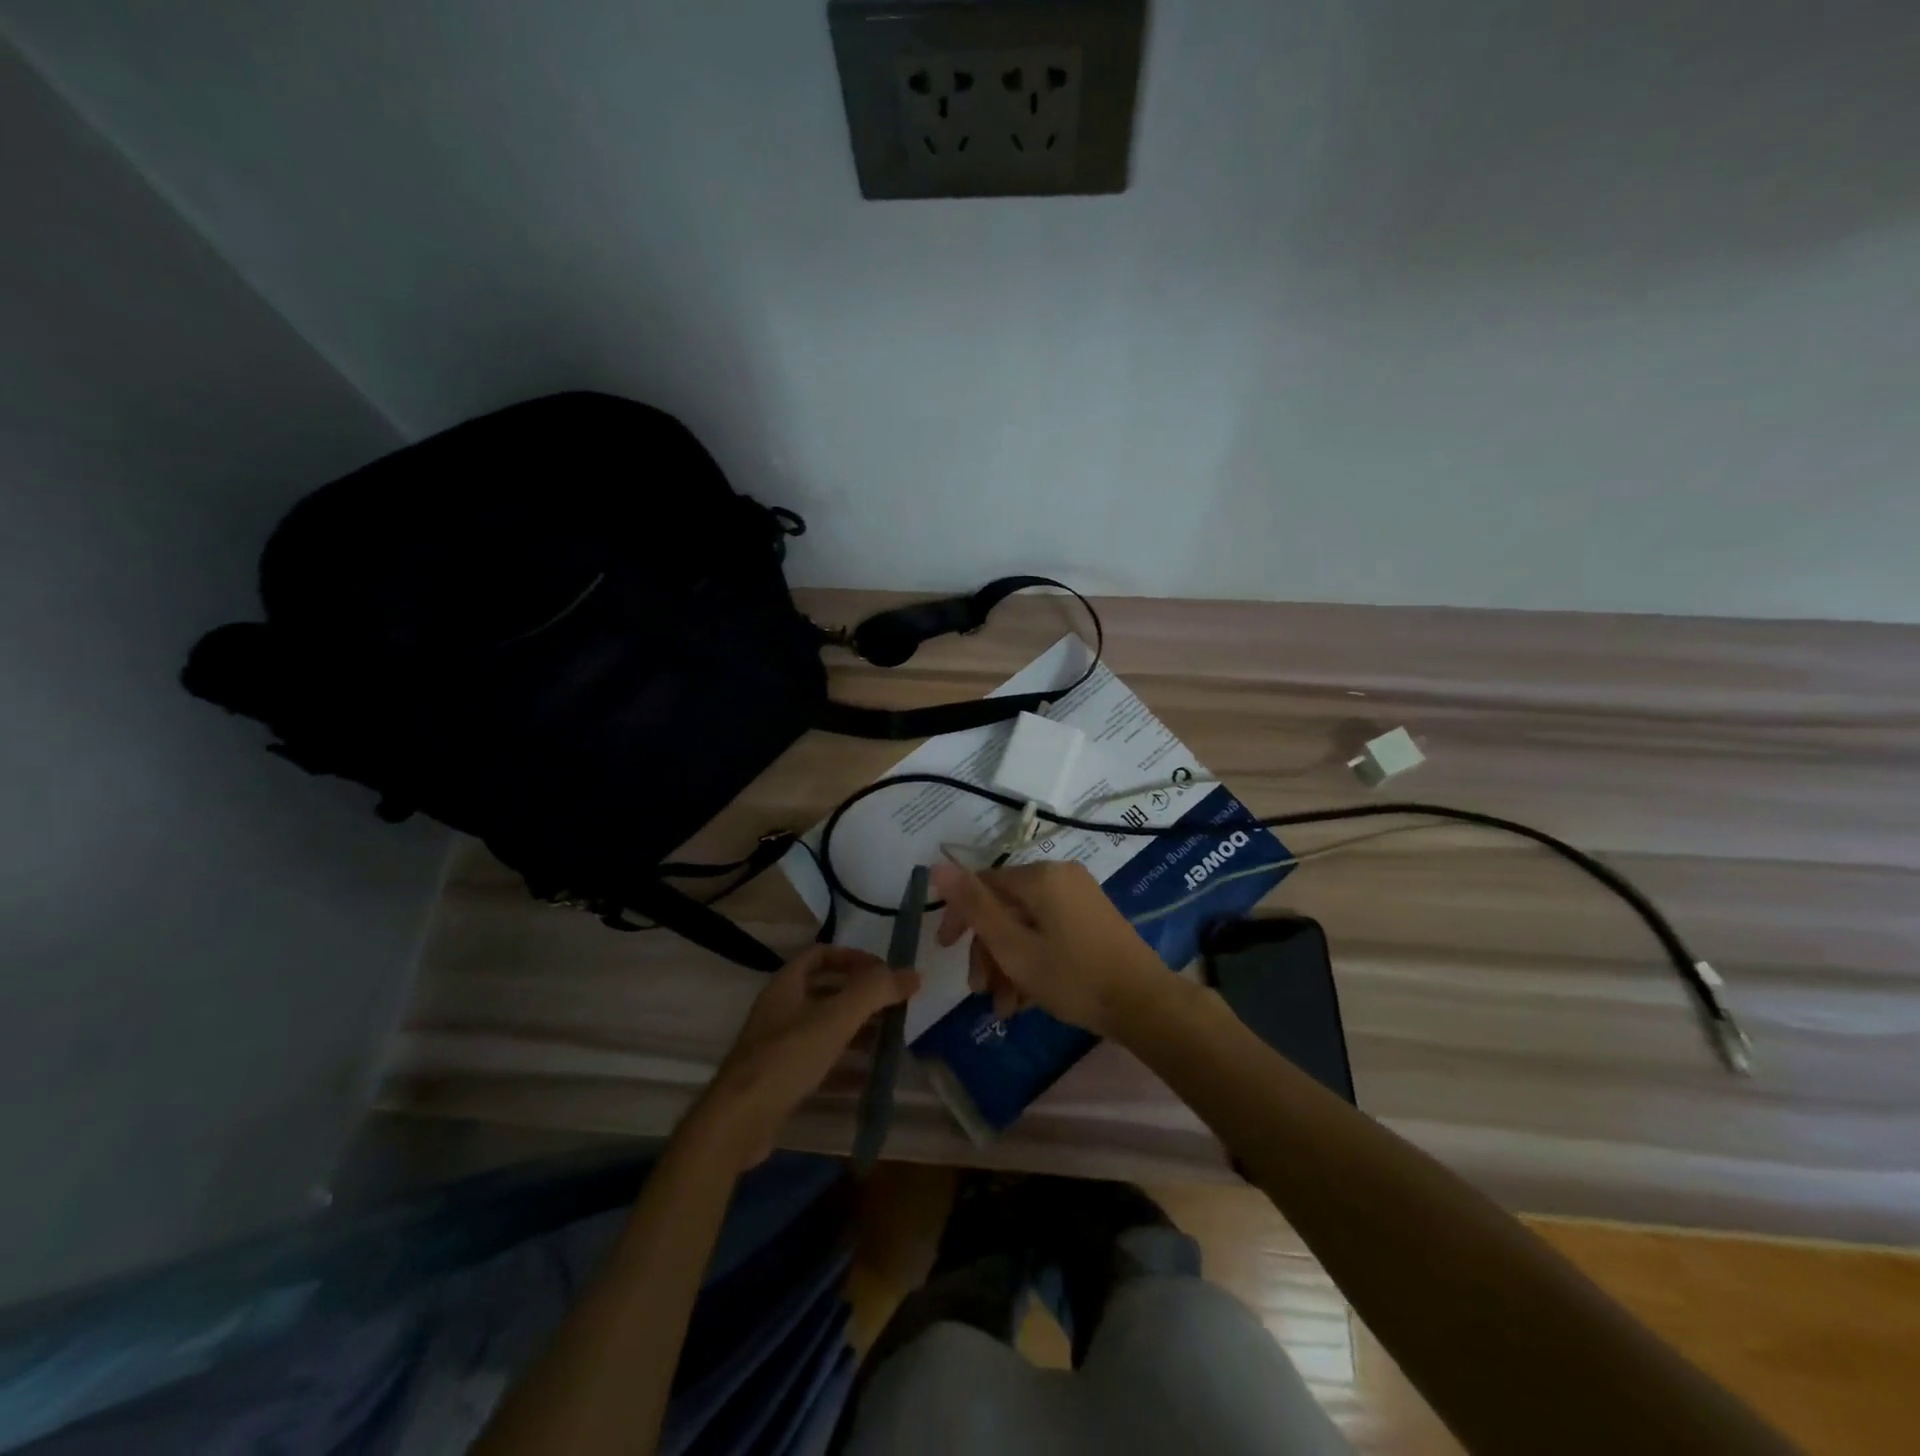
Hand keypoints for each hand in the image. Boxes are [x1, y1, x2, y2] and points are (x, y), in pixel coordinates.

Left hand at [685, 945, 918, 1170]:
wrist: (737, 1122)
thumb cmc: (787, 1057)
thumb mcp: (836, 1018)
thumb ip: (874, 992)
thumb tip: (913, 973)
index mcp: (786, 986)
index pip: (820, 954)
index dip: (852, 957)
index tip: (882, 970)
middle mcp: (780, 1010)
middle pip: (824, 992)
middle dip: (859, 997)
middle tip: (892, 1005)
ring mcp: (777, 1047)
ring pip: (823, 1029)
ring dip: (855, 1031)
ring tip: (888, 1039)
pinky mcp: (779, 1080)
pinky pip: (818, 1064)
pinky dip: (843, 1066)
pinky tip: (867, 1078)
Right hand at [929, 861, 1171, 1037]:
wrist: (1144, 1004)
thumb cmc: (1073, 976)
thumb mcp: (1014, 947)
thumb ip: (974, 907)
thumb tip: (937, 865)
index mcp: (1040, 876)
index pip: (983, 884)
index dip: (960, 916)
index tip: (946, 951)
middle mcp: (1060, 877)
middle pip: (1006, 908)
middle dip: (988, 952)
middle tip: (980, 992)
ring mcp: (1080, 898)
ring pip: (1027, 925)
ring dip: (1009, 965)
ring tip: (1006, 1009)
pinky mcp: (1093, 919)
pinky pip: (1049, 932)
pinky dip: (1034, 961)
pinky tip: (1028, 1000)